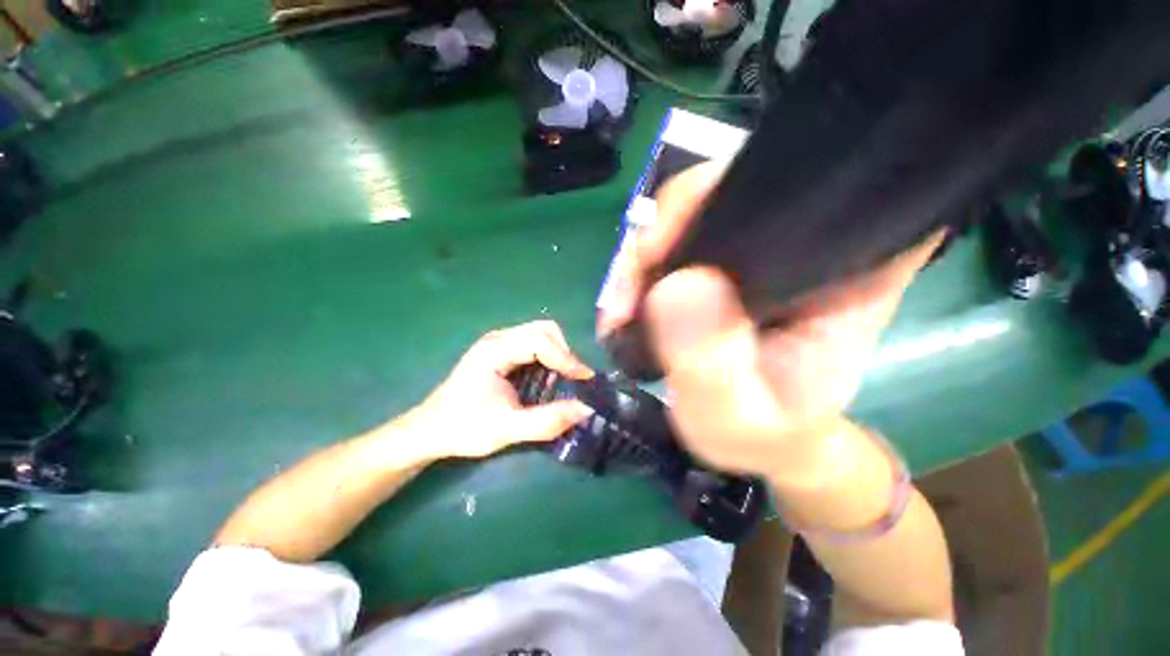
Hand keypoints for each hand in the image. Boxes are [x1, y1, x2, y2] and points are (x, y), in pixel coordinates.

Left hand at [403, 320, 594, 460]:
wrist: (429, 431)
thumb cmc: (463, 428)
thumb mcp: (507, 429)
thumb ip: (547, 421)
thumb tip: (586, 409)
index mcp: (495, 350)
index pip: (541, 341)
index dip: (567, 358)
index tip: (585, 379)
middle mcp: (499, 338)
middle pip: (544, 330)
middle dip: (564, 352)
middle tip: (572, 379)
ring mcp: (499, 342)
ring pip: (541, 334)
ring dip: (558, 354)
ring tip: (562, 381)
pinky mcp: (501, 351)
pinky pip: (534, 345)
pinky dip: (548, 358)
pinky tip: (546, 380)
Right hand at [598, 162, 940, 479]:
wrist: (762, 442)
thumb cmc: (764, 436)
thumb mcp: (737, 419)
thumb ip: (714, 365)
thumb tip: (679, 286)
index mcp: (843, 269)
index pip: (793, 188)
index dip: (714, 199)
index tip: (659, 251)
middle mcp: (801, 242)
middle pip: (720, 192)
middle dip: (658, 234)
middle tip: (624, 297)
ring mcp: (756, 249)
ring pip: (687, 215)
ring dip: (641, 258)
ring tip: (619, 310)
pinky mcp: (722, 266)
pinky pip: (673, 243)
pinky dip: (641, 269)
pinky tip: (627, 302)